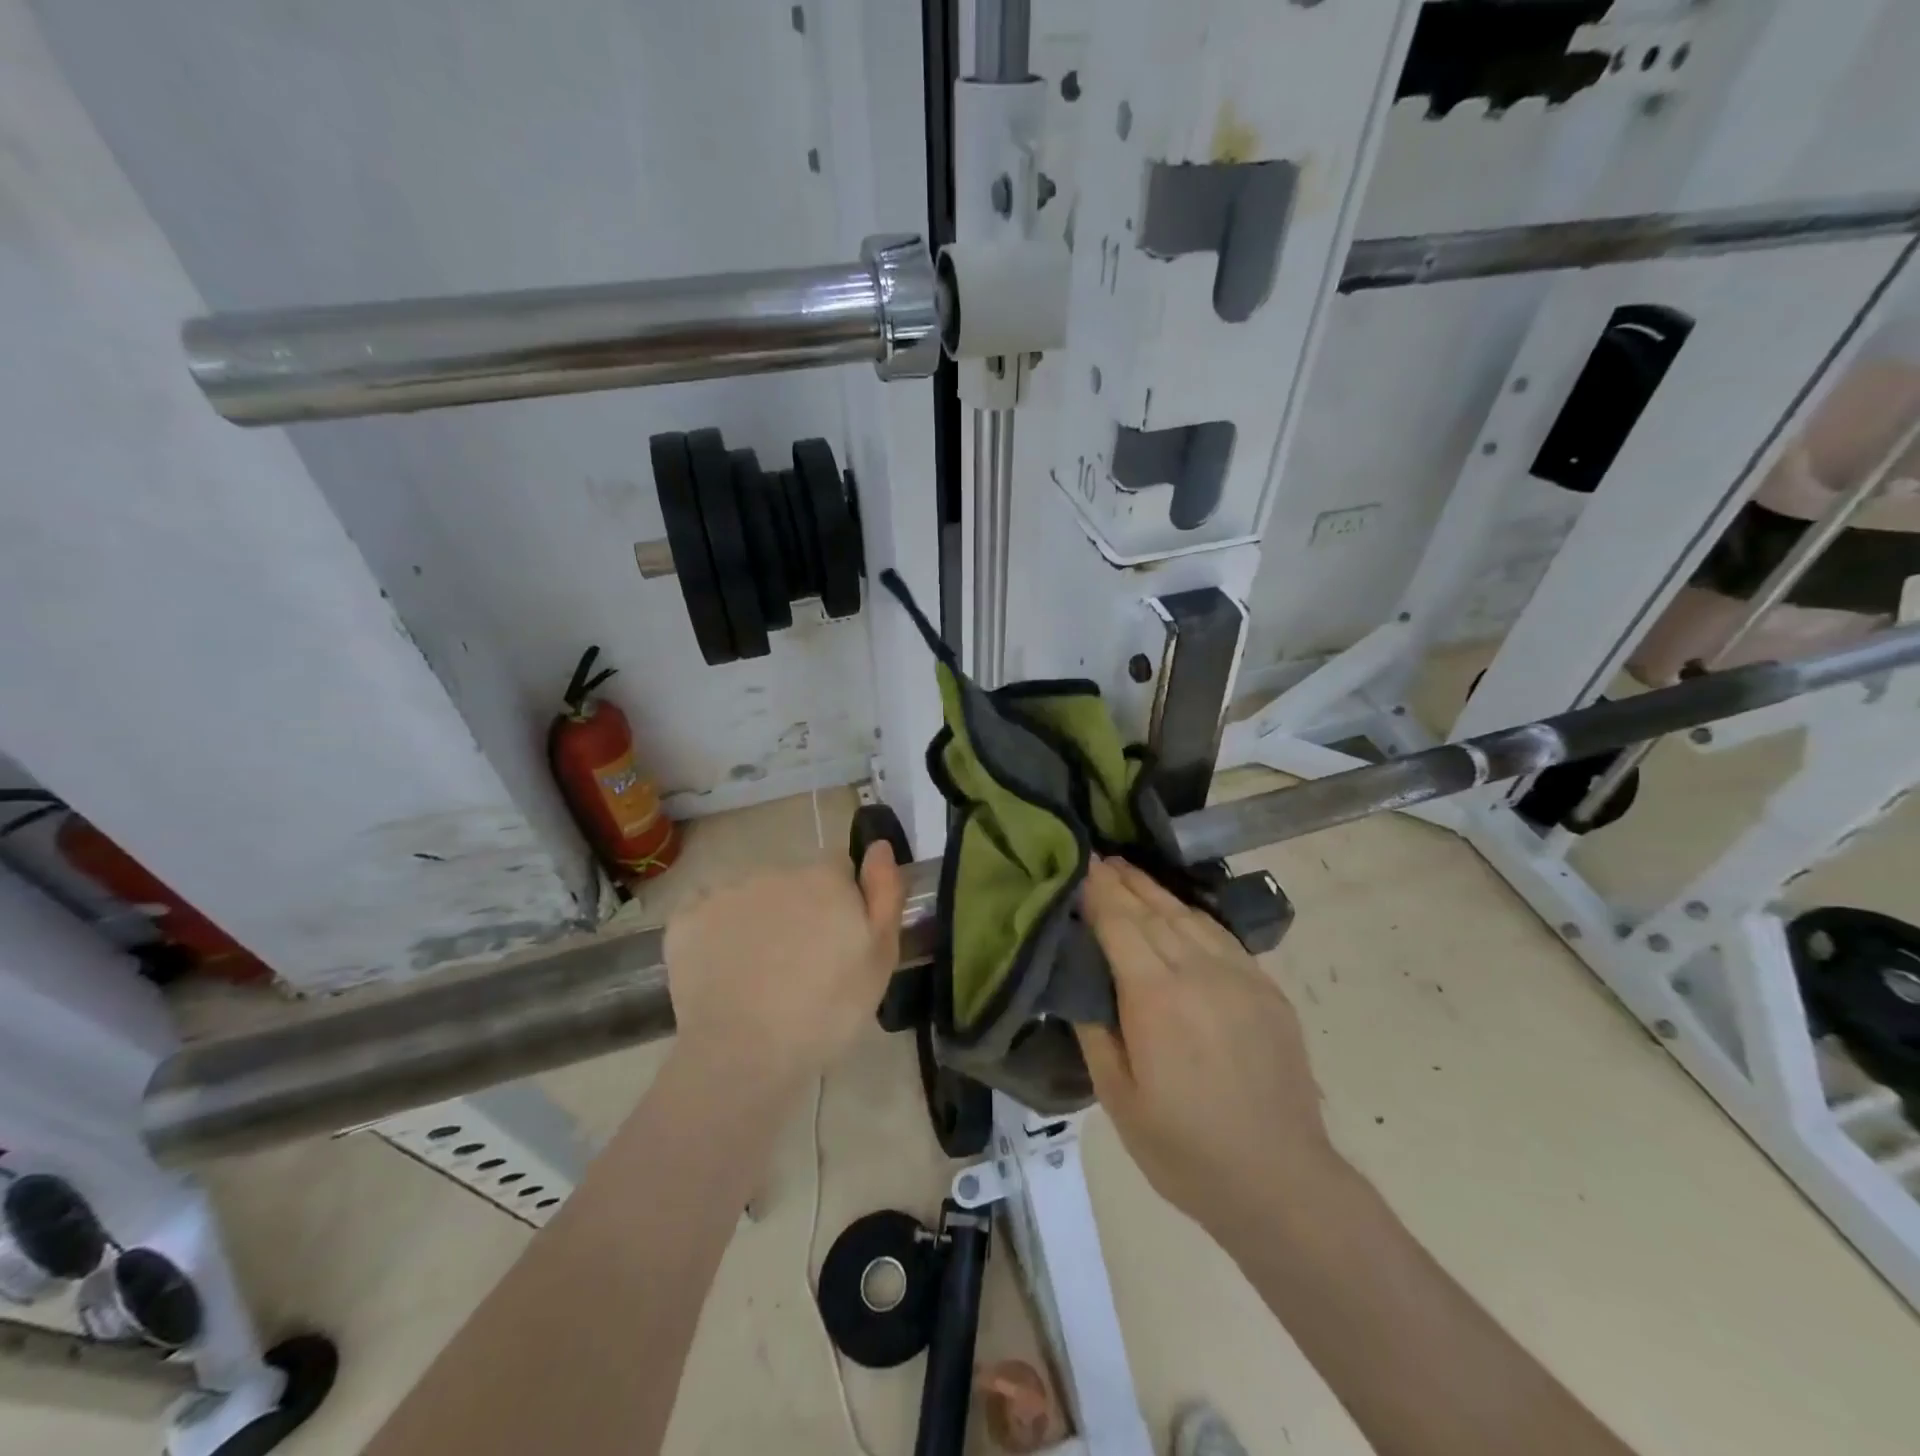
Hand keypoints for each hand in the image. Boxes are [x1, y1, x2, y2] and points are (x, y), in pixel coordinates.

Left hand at [664, 845, 904, 1093]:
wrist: (744, 1055)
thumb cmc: (827, 1011)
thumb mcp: (880, 958)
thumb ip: (886, 894)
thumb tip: (879, 845)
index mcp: (825, 878)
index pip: (839, 868)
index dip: (842, 900)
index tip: (838, 939)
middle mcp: (775, 871)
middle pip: (794, 881)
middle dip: (799, 910)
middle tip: (800, 964)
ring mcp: (727, 892)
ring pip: (751, 897)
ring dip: (759, 920)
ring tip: (759, 974)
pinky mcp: (687, 918)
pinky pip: (707, 913)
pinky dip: (716, 934)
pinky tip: (722, 970)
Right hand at [1075, 858, 1337, 1237]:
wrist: (1281, 1181)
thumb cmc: (1185, 1150)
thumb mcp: (1118, 1099)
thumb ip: (1094, 1029)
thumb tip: (1078, 979)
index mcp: (1156, 997)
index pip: (1119, 923)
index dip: (1097, 891)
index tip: (1079, 864)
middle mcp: (1199, 972)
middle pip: (1153, 911)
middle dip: (1122, 883)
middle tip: (1098, 858)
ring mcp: (1239, 977)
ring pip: (1188, 917)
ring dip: (1155, 892)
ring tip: (1130, 874)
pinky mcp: (1266, 989)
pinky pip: (1221, 937)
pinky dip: (1192, 916)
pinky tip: (1179, 913)